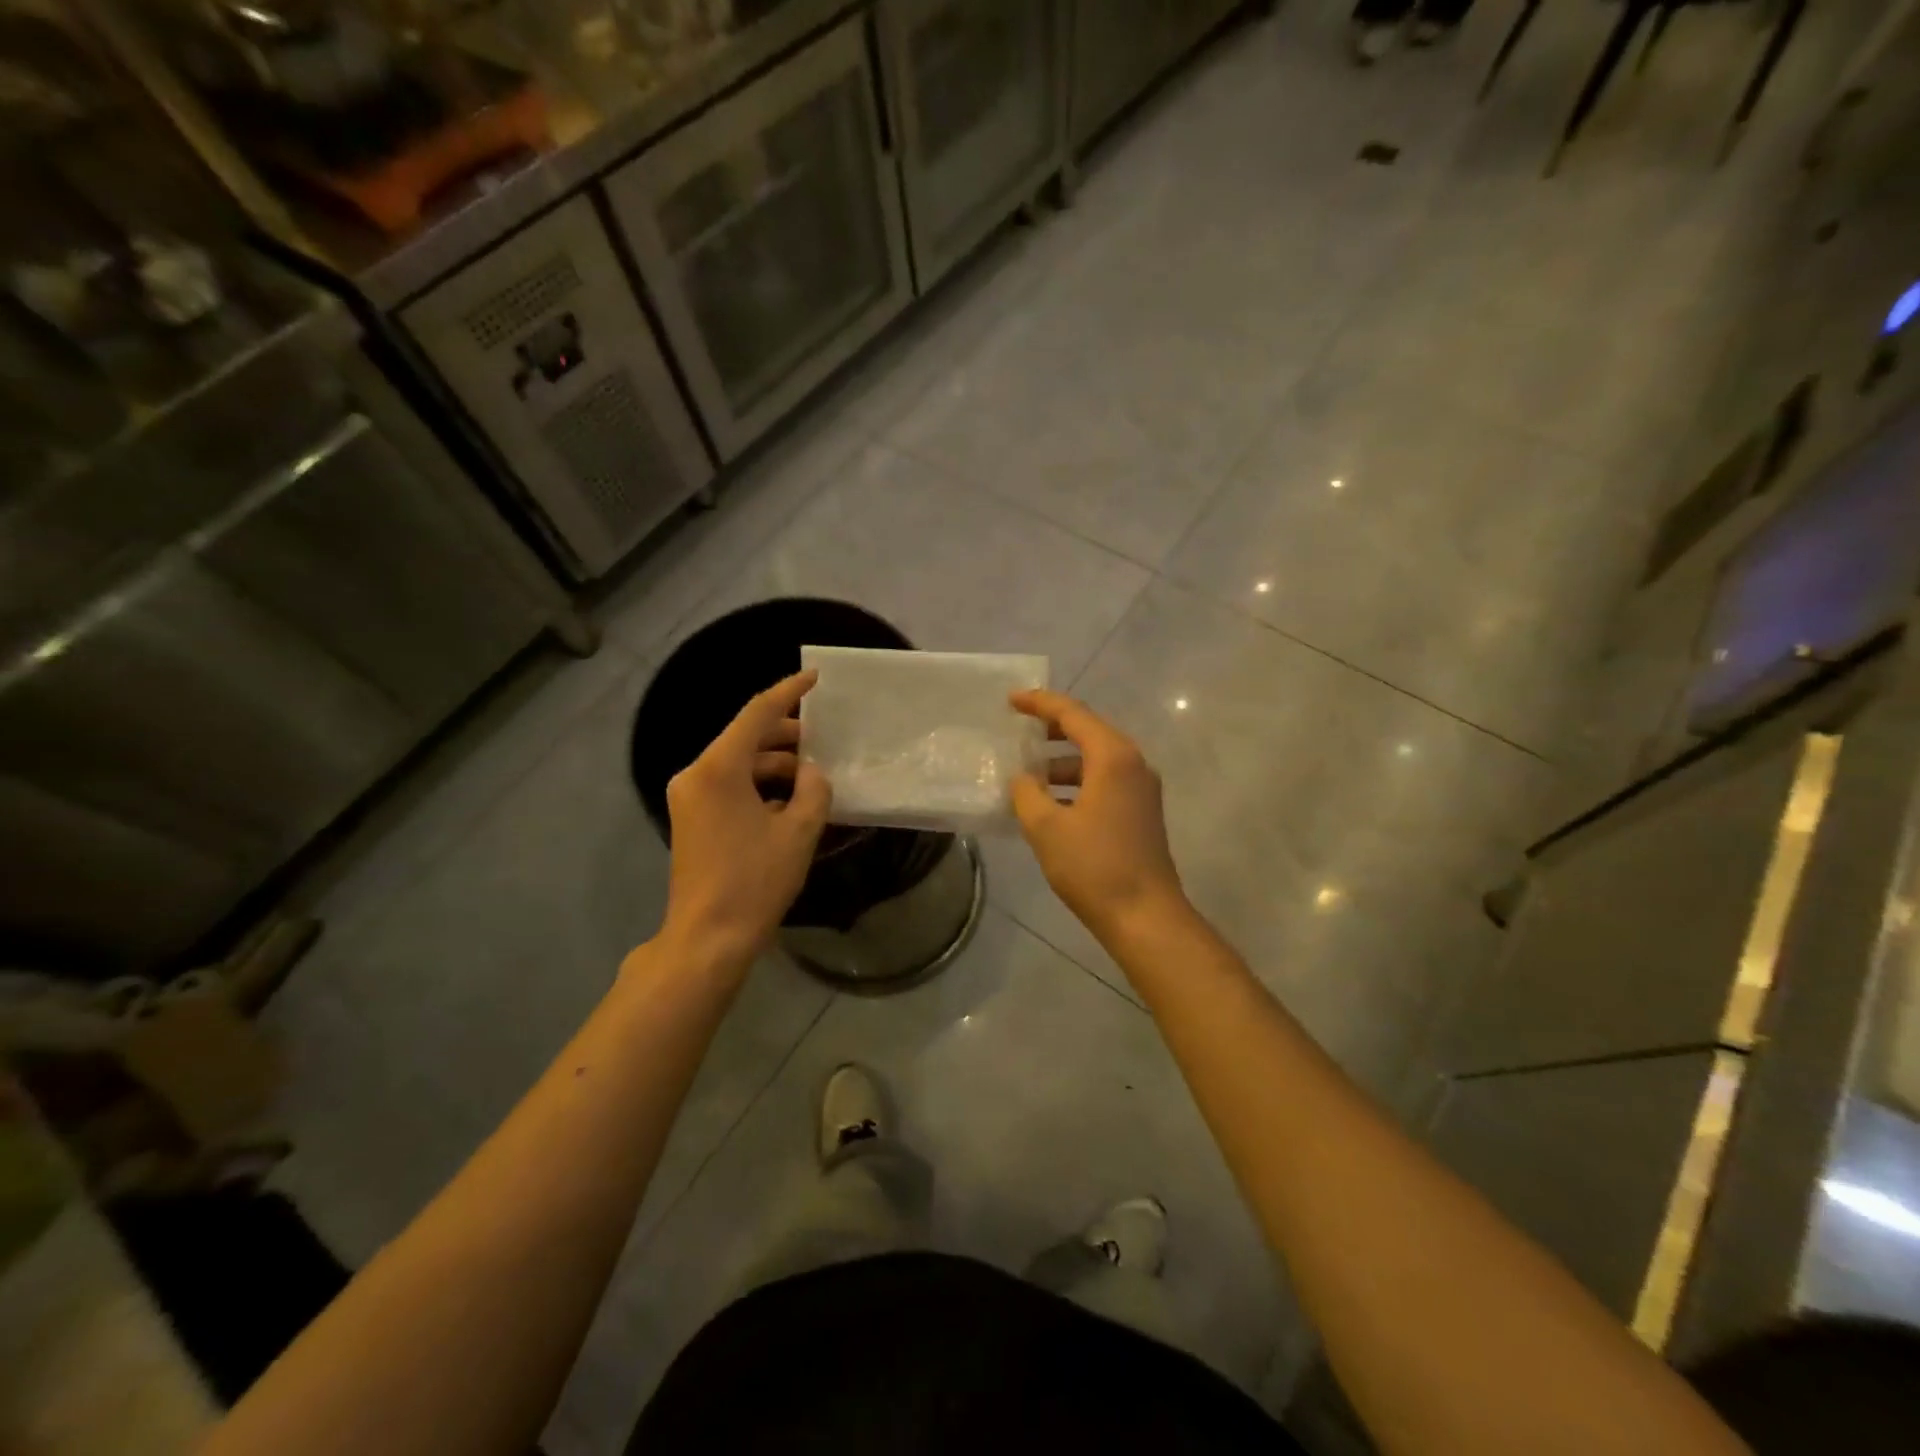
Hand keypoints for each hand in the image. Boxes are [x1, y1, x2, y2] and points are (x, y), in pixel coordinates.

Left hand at [659, 671, 831, 969]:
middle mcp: (696, 774)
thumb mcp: (798, 831)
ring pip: (739, 764)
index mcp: (718, 768)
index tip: (815, 678)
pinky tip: (791, 802)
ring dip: (775, 766)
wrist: (707, 938)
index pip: (757, 713)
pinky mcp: (692, 818)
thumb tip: (812, 773)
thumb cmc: (754, 881)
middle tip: (824, 740)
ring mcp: (689, 797)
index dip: (789, 692)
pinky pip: (730, 786)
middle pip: (745, 738)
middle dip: (786, 735)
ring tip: (814, 778)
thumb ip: (813, 789)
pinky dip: (760, 786)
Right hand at [1009, 690, 1184, 943]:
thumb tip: (1023, 779)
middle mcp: (1133, 764)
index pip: (1073, 714)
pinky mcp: (1142, 812)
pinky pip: (1105, 781)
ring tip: (1028, 771)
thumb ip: (1027, 793)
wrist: (1144, 915)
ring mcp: (1142, 789)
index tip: (1011, 699)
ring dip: (1062, 760)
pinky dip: (1077, 782)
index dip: (1040, 703)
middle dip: (1052, 728)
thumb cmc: (1094, 866)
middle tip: (1019, 728)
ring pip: (1097, 759)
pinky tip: (1051, 801)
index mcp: (1113, 757)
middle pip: (1089, 731)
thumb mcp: (1046, 827)